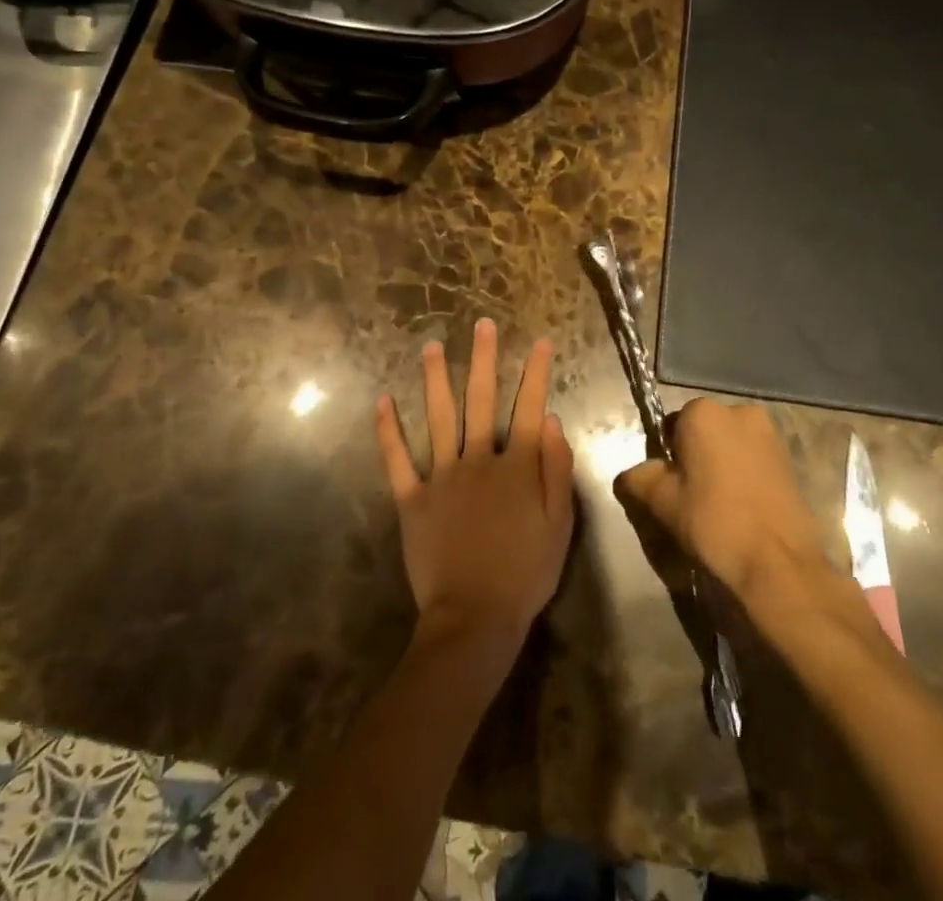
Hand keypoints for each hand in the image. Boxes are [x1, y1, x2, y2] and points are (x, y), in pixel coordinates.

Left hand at [375, 319, 575, 649]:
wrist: (475, 618)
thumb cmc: (525, 573)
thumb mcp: (560, 524)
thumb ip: (556, 469)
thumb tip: (552, 419)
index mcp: (517, 466)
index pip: (530, 407)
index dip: (537, 373)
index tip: (541, 342)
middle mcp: (479, 459)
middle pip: (482, 400)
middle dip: (484, 359)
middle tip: (482, 325)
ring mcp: (442, 476)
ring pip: (438, 418)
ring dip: (435, 379)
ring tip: (431, 346)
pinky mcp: (412, 499)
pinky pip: (397, 460)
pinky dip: (388, 431)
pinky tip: (382, 400)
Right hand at [615, 398, 830, 606]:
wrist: (778, 563)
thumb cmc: (713, 522)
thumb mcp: (661, 502)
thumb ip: (638, 478)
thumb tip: (631, 474)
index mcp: (704, 412)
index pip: (672, 426)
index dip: (667, 457)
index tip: (671, 487)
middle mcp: (739, 411)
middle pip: (704, 432)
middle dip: (696, 457)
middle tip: (692, 498)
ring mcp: (770, 434)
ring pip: (731, 446)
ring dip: (722, 466)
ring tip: (720, 507)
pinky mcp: (790, 460)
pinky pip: (754, 460)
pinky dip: (745, 476)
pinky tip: (744, 509)